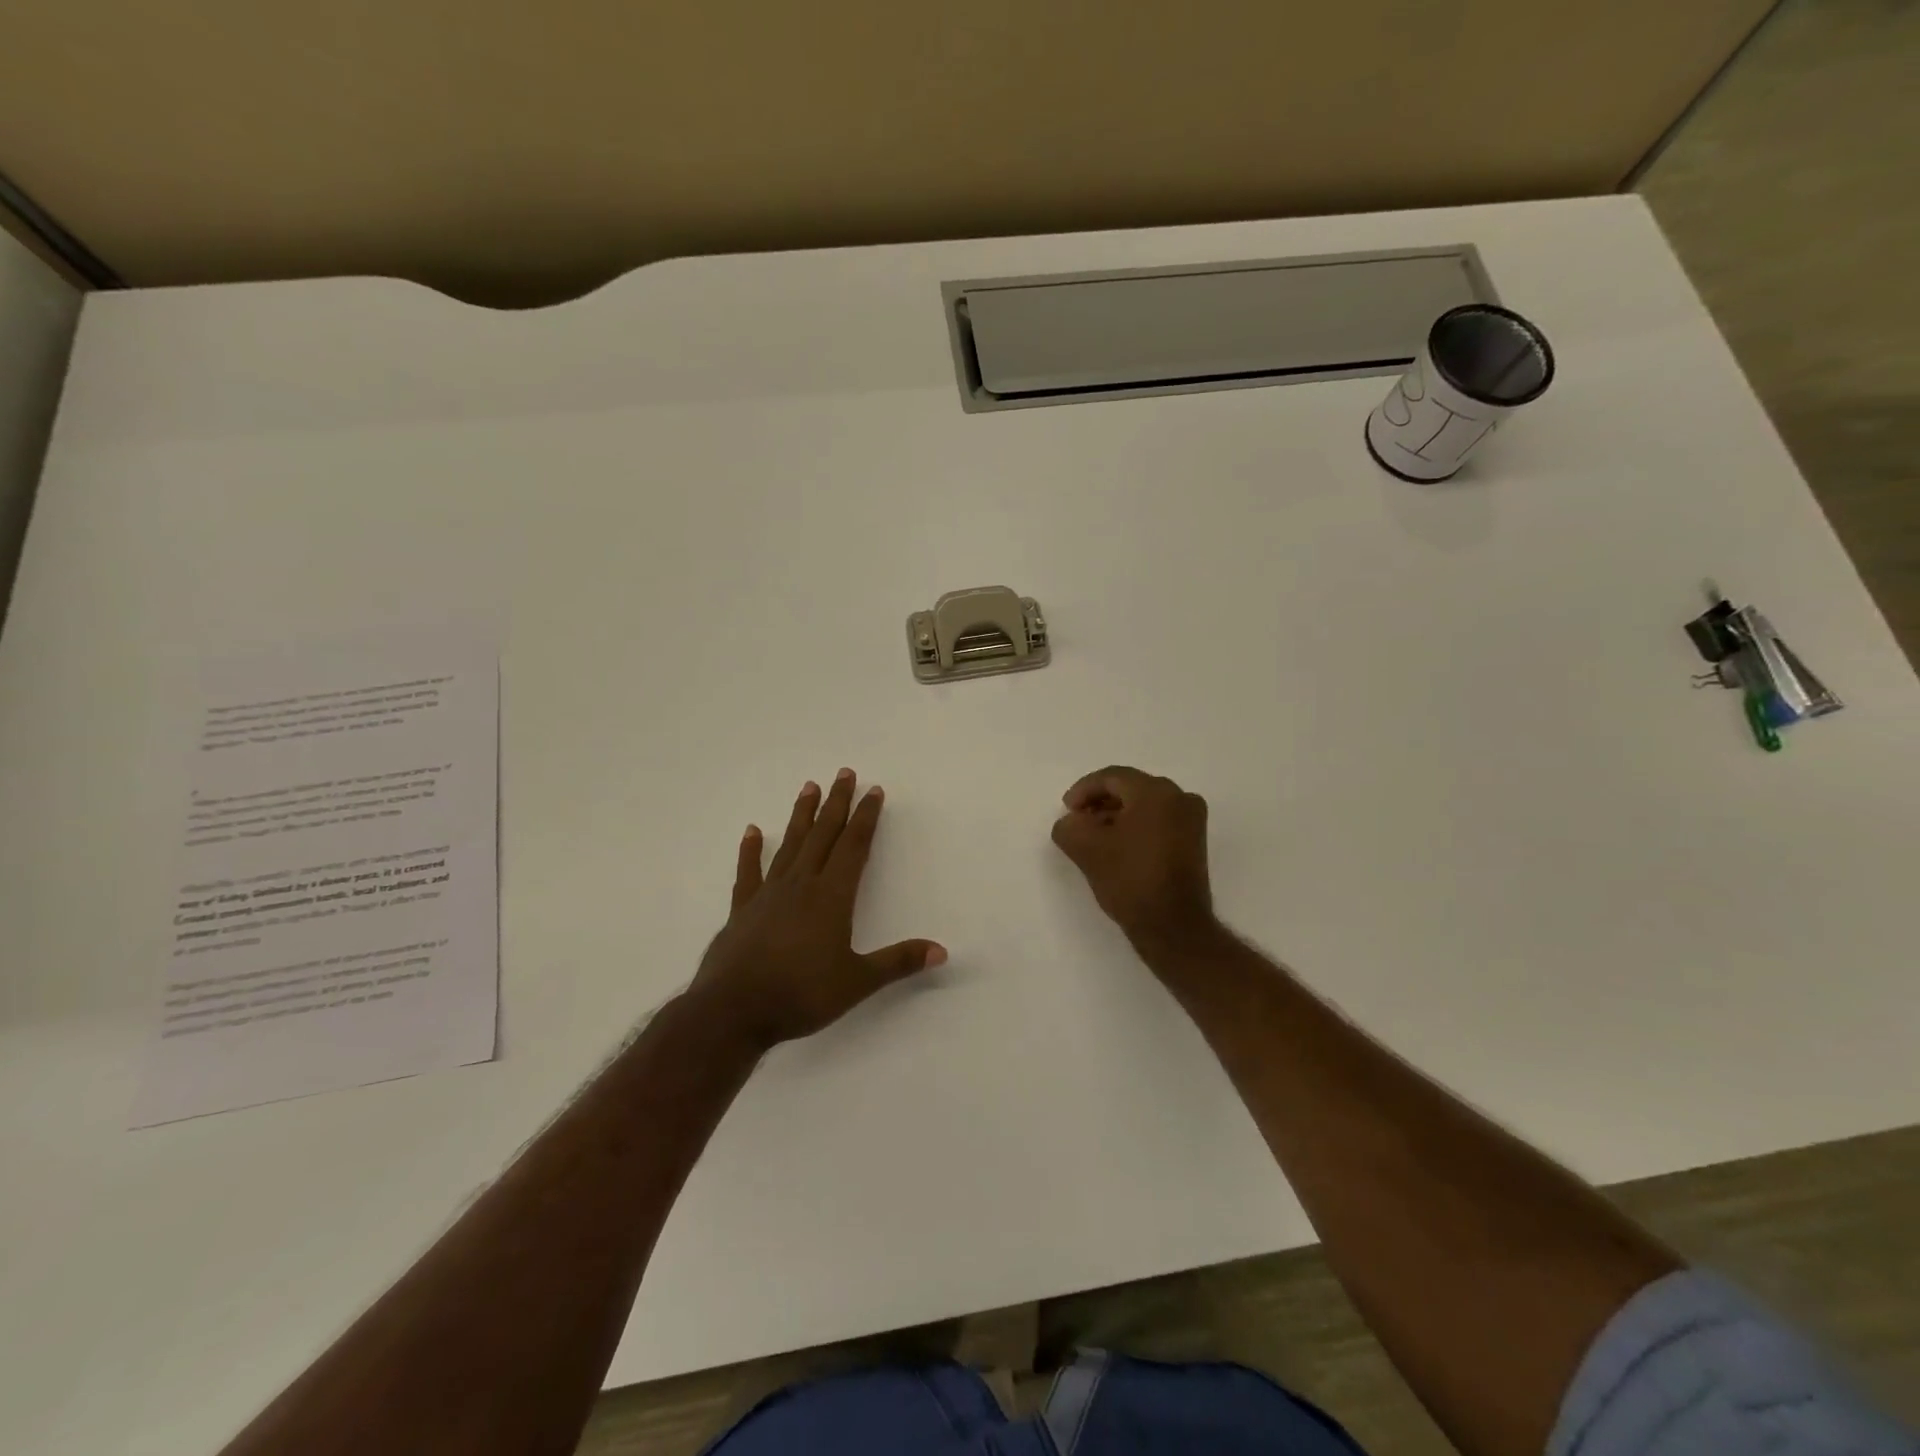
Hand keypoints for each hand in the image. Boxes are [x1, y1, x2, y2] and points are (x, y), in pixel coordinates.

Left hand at [689, 769, 945, 1051]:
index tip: (874, 791)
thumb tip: (941, 950)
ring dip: (802, 815)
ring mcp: (768, 894)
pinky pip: (750, 872)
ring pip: (790, 844)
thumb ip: (898, 962)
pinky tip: (753, 831)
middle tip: (844, 773)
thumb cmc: (801, 995)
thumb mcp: (857, 982)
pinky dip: (751, 850)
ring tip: (808, 786)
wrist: (733, 1011)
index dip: (866, 817)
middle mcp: (801, 885)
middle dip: (837, 803)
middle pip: (823, 835)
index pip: (854, 846)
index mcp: (832, 896)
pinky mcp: (743, 909)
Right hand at [1051, 765, 1218, 951]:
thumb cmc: (1130, 879)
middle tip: (1078, 822)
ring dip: (1116, 815)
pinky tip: (1117, 847)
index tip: (1067, 810)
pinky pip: (1158, 821)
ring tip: (1094, 837)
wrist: (1173, 926)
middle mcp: (1180, 797)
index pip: (1112, 777)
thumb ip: (1069, 826)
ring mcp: (1192, 820)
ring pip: (1145, 805)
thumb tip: (1072, 823)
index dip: (1083, 790)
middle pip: (1130, 788)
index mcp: (1156, 792)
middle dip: (1100, 802)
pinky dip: (1135, 827)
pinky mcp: (1194, 842)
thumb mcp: (1085, 849)